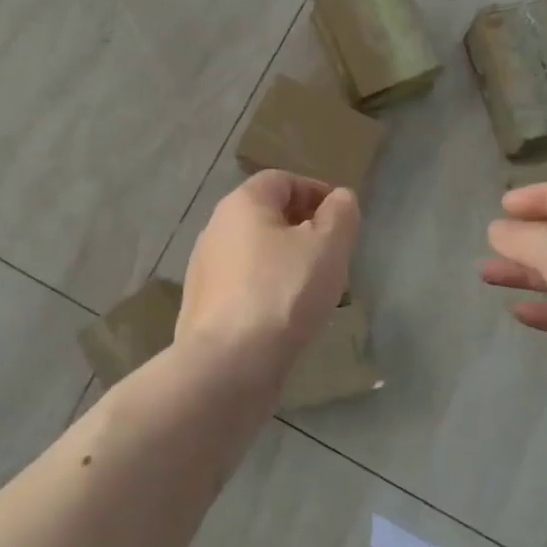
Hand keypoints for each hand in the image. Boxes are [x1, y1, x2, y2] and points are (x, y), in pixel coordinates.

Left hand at [177, 171, 359, 379]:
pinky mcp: (204, 306)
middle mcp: (216, 228)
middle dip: (304, 230)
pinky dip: (269, 291)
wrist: (227, 365)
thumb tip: (339, 199)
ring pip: (257, 254)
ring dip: (287, 263)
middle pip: (267, 216)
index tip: (342, 220)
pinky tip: (288, 318)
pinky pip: (245, 286)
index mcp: (242, 203)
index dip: (316, 192)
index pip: (282, 180)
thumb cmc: (283, 293)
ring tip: (316, 290)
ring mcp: (205, 269)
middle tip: (334, 256)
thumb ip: (340, 214)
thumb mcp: (328, 246)